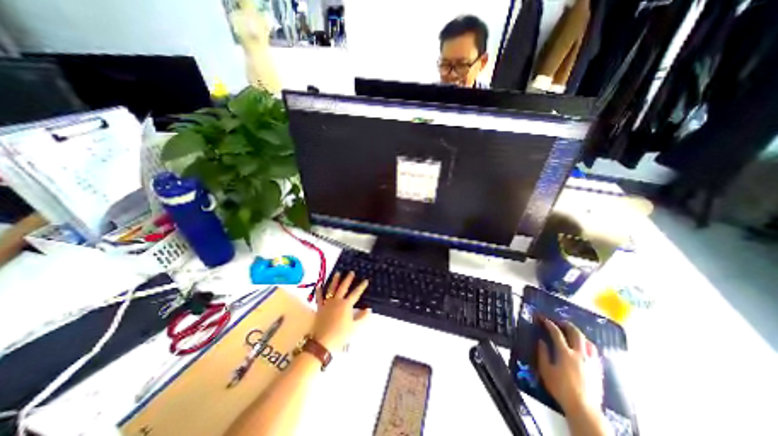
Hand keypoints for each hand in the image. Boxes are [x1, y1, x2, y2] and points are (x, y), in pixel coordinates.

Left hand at [313, 270, 370, 351]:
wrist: (323, 342)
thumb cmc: (341, 335)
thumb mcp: (355, 327)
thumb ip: (362, 317)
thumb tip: (368, 309)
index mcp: (346, 305)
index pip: (356, 293)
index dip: (361, 287)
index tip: (366, 280)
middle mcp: (337, 301)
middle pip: (343, 287)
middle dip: (348, 279)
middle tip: (351, 272)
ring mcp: (327, 304)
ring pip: (332, 289)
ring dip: (335, 281)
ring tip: (337, 273)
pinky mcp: (320, 308)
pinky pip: (319, 298)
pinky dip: (319, 291)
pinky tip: (319, 286)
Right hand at [539, 318, 602, 411]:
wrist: (583, 408)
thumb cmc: (561, 388)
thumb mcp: (546, 370)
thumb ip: (543, 354)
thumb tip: (542, 342)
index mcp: (565, 353)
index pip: (557, 333)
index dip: (549, 324)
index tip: (544, 319)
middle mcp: (580, 354)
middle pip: (576, 333)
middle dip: (567, 325)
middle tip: (560, 322)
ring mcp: (591, 362)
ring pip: (587, 342)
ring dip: (579, 334)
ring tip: (572, 333)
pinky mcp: (597, 369)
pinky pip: (594, 352)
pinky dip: (587, 345)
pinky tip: (583, 348)